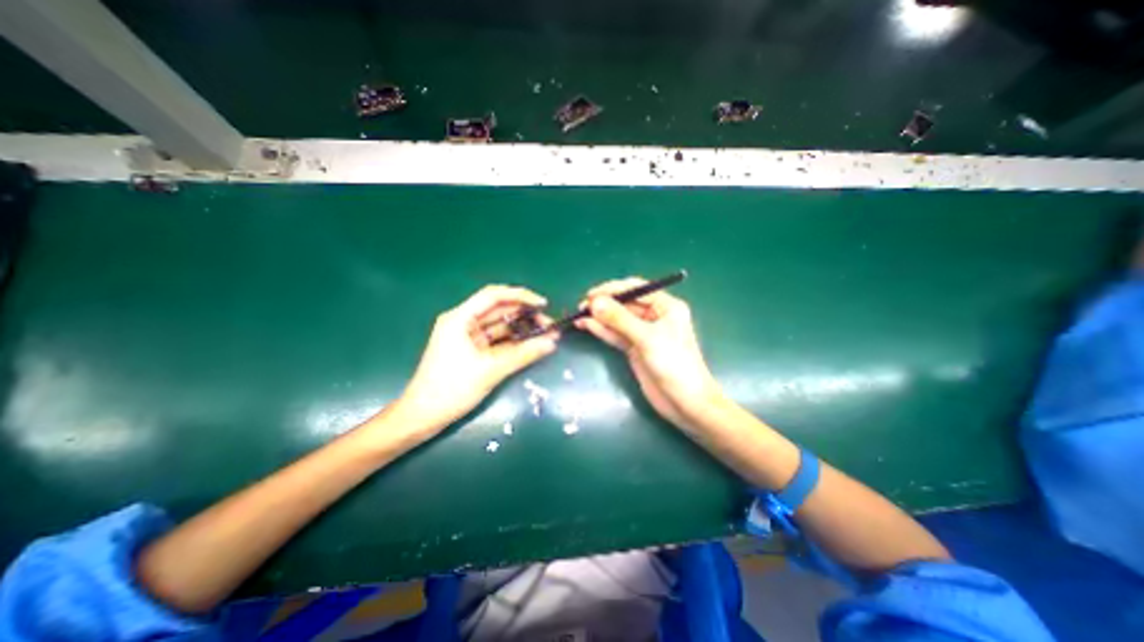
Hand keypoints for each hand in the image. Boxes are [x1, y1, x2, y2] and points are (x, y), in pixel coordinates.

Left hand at [387, 286, 562, 441]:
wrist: (423, 417)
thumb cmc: (451, 389)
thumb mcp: (490, 370)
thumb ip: (523, 354)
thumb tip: (552, 342)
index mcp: (460, 318)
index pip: (494, 296)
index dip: (521, 296)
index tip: (543, 305)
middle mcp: (463, 322)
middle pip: (499, 310)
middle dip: (525, 315)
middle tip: (549, 325)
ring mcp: (467, 337)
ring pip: (500, 326)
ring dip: (521, 329)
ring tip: (546, 335)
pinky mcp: (472, 351)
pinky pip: (497, 341)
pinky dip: (513, 342)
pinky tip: (531, 345)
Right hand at [576, 275, 726, 429]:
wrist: (684, 402)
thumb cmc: (674, 364)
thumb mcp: (647, 338)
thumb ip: (620, 319)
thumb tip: (594, 302)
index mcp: (666, 306)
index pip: (636, 289)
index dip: (612, 289)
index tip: (591, 294)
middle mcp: (655, 316)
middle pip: (625, 304)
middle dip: (604, 304)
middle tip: (581, 306)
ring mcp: (643, 333)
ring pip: (618, 320)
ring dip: (600, 317)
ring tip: (578, 316)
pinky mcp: (635, 348)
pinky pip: (616, 335)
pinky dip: (602, 330)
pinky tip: (587, 326)